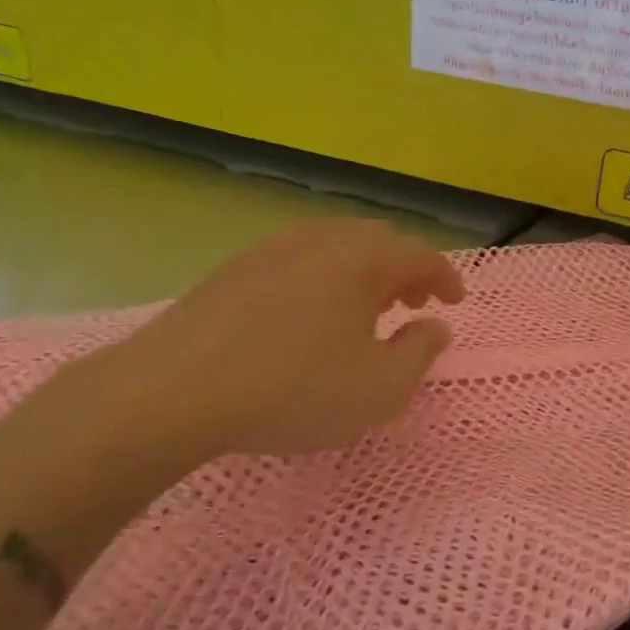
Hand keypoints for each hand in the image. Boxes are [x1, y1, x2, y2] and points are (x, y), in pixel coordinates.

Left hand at [70, 220, 463, 466]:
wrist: (173, 391)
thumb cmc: (294, 389)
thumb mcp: (380, 388)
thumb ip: (420, 353)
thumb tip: (435, 326)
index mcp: (364, 258)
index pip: (422, 256)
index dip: (446, 278)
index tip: (455, 302)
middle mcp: (322, 238)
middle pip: (379, 242)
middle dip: (405, 271)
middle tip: (412, 305)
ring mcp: (274, 248)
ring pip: (336, 248)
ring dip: (363, 274)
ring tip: (365, 311)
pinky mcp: (236, 267)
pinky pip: (299, 260)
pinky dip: (324, 279)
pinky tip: (311, 316)